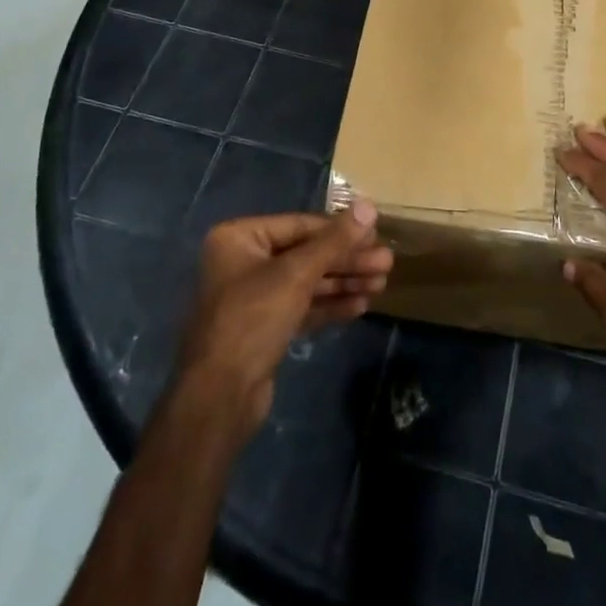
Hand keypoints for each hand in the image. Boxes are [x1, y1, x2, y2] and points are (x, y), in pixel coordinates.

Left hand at [176, 203, 392, 433]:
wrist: (218, 399)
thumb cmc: (252, 319)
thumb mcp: (297, 274)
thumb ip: (335, 241)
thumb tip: (369, 205)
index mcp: (240, 238)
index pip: (301, 225)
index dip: (341, 230)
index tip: (376, 234)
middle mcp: (244, 262)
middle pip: (306, 254)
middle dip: (347, 260)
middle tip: (386, 263)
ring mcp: (254, 298)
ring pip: (307, 282)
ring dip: (344, 282)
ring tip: (381, 283)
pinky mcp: (264, 330)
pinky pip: (302, 307)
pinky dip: (329, 305)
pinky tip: (360, 306)